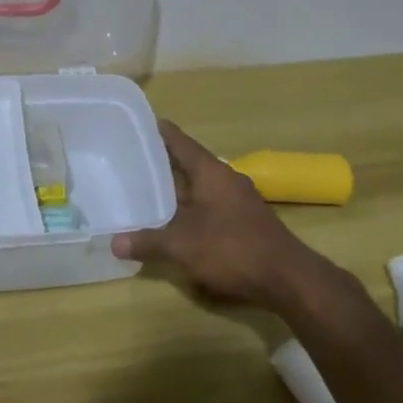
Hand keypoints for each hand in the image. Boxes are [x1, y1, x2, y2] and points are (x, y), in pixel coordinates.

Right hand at [112, 121, 361, 314]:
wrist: (289, 279)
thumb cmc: (232, 248)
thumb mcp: (182, 246)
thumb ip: (147, 242)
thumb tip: (113, 243)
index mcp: (210, 170)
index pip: (178, 140)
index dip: (157, 131)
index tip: (135, 123)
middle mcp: (225, 178)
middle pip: (188, 163)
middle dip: (162, 162)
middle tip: (130, 160)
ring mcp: (238, 200)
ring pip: (200, 186)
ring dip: (177, 189)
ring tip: (147, 191)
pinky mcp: (246, 222)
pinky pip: (210, 206)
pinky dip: (191, 209)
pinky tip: (176, 222)